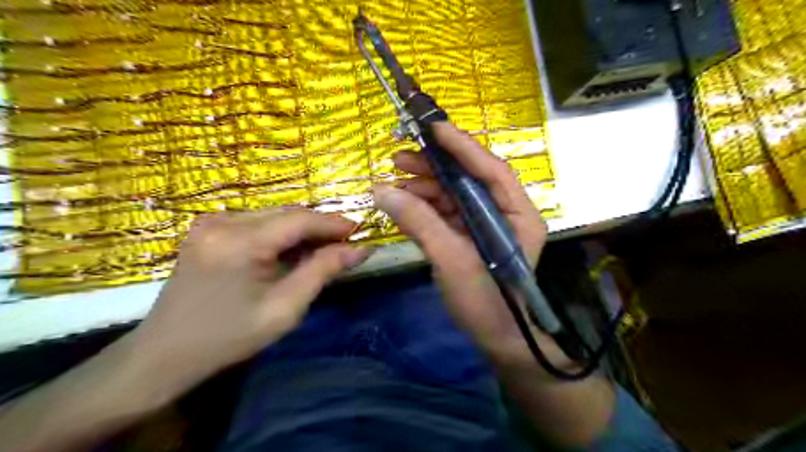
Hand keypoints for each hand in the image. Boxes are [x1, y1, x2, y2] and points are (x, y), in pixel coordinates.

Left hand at [128, 210, 373, 392]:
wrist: (164, 353)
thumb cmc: (228, 337)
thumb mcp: (284, 309)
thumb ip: (322, 271)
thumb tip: (359, 249)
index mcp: (239, 242)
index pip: (299, 219)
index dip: (333, 223)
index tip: (361, 231)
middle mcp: (223, 222)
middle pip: (287, 213)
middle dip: (320, 226)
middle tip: (347, 242)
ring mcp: (211, 222)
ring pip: (274, 215)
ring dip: (302, 229)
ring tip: (325, 248)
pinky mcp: (208, 228)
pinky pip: (257, 222)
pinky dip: (281, 233)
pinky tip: (293, 250)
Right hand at [372, 122, 551, 367]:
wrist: (495, 338)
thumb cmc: (486, 302)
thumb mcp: (452, 260)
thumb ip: (420, 223)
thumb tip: (381, 190)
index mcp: (518, 214)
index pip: (492, 170)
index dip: (463, 147)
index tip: (434, 128)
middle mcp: (505, 212)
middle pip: (469, 178)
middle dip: (435, 166)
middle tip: (400, 157)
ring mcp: (485, 224)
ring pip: (454, 194)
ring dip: (425, 186)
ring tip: (395, 181)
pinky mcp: (468, 236)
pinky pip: (445, 212)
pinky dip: (424, 206)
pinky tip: (403, 202)